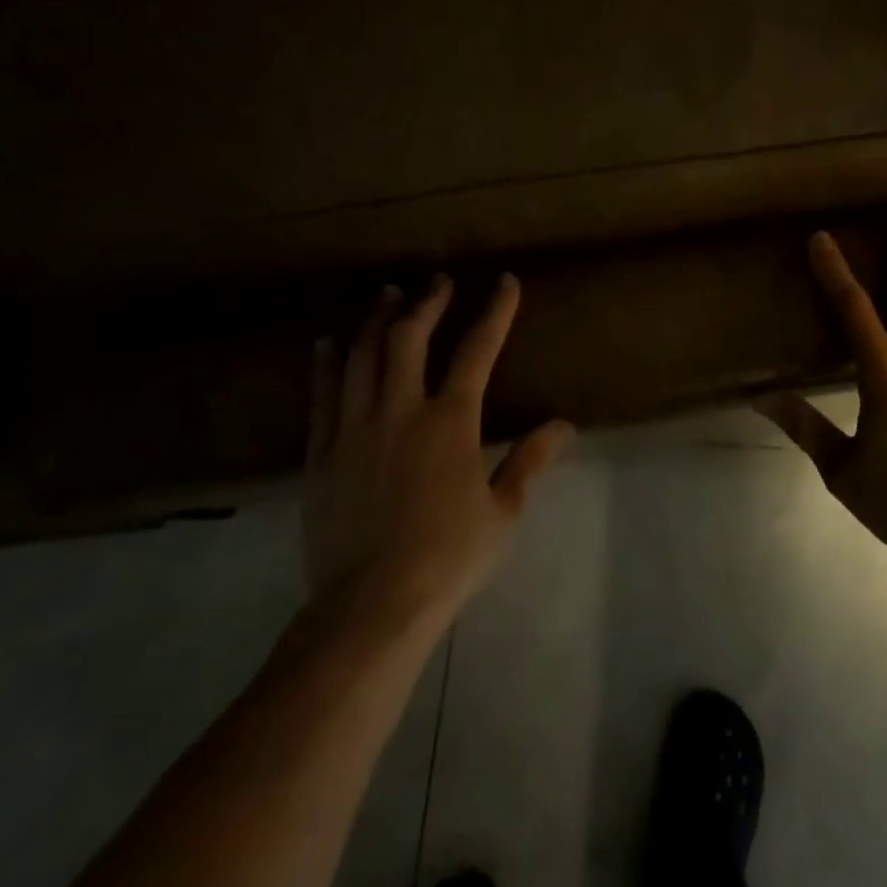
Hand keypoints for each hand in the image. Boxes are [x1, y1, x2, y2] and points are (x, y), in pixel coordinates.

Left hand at [303, 274, 571, 627]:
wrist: (371, 605)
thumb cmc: (449, 557)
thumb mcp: (503, 511)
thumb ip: (530, 460)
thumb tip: (564, 425)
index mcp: (451, 421)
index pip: (477, 350)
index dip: (494, 311)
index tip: (504, 281)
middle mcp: (401, 410)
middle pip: (410, 338)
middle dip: (427, 302)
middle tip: (438, 280)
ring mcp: (355, 428)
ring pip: (363, 356)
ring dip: (378, 320)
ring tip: (388, 295)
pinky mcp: (322, 453)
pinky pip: (322, 396)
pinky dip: (327, 363)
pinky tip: (330, 342)